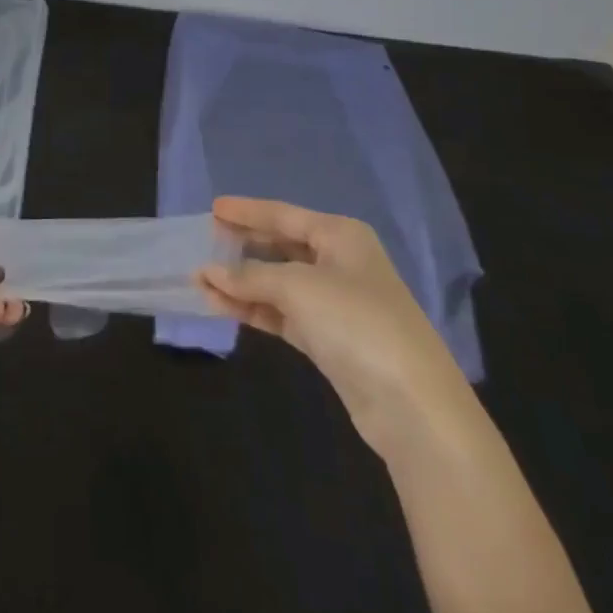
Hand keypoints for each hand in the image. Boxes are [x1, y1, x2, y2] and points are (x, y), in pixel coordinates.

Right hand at [198, 196, 469, 450]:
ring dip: (241, 283)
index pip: (283, 215)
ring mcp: (334, 303)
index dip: (247, 211)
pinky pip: (282, 314)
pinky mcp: (328, 340)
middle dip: (242, 247)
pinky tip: (222, 307)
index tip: (213, 206)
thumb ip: (250, 276)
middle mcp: (338, 262)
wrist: (412, 405)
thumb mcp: (298, 288)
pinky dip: (254, 309)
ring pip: (277, 283)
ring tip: (200, 280)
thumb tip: (208, 271)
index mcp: (340, 235)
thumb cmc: (356, 322)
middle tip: (203, 242)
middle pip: (280, 246)